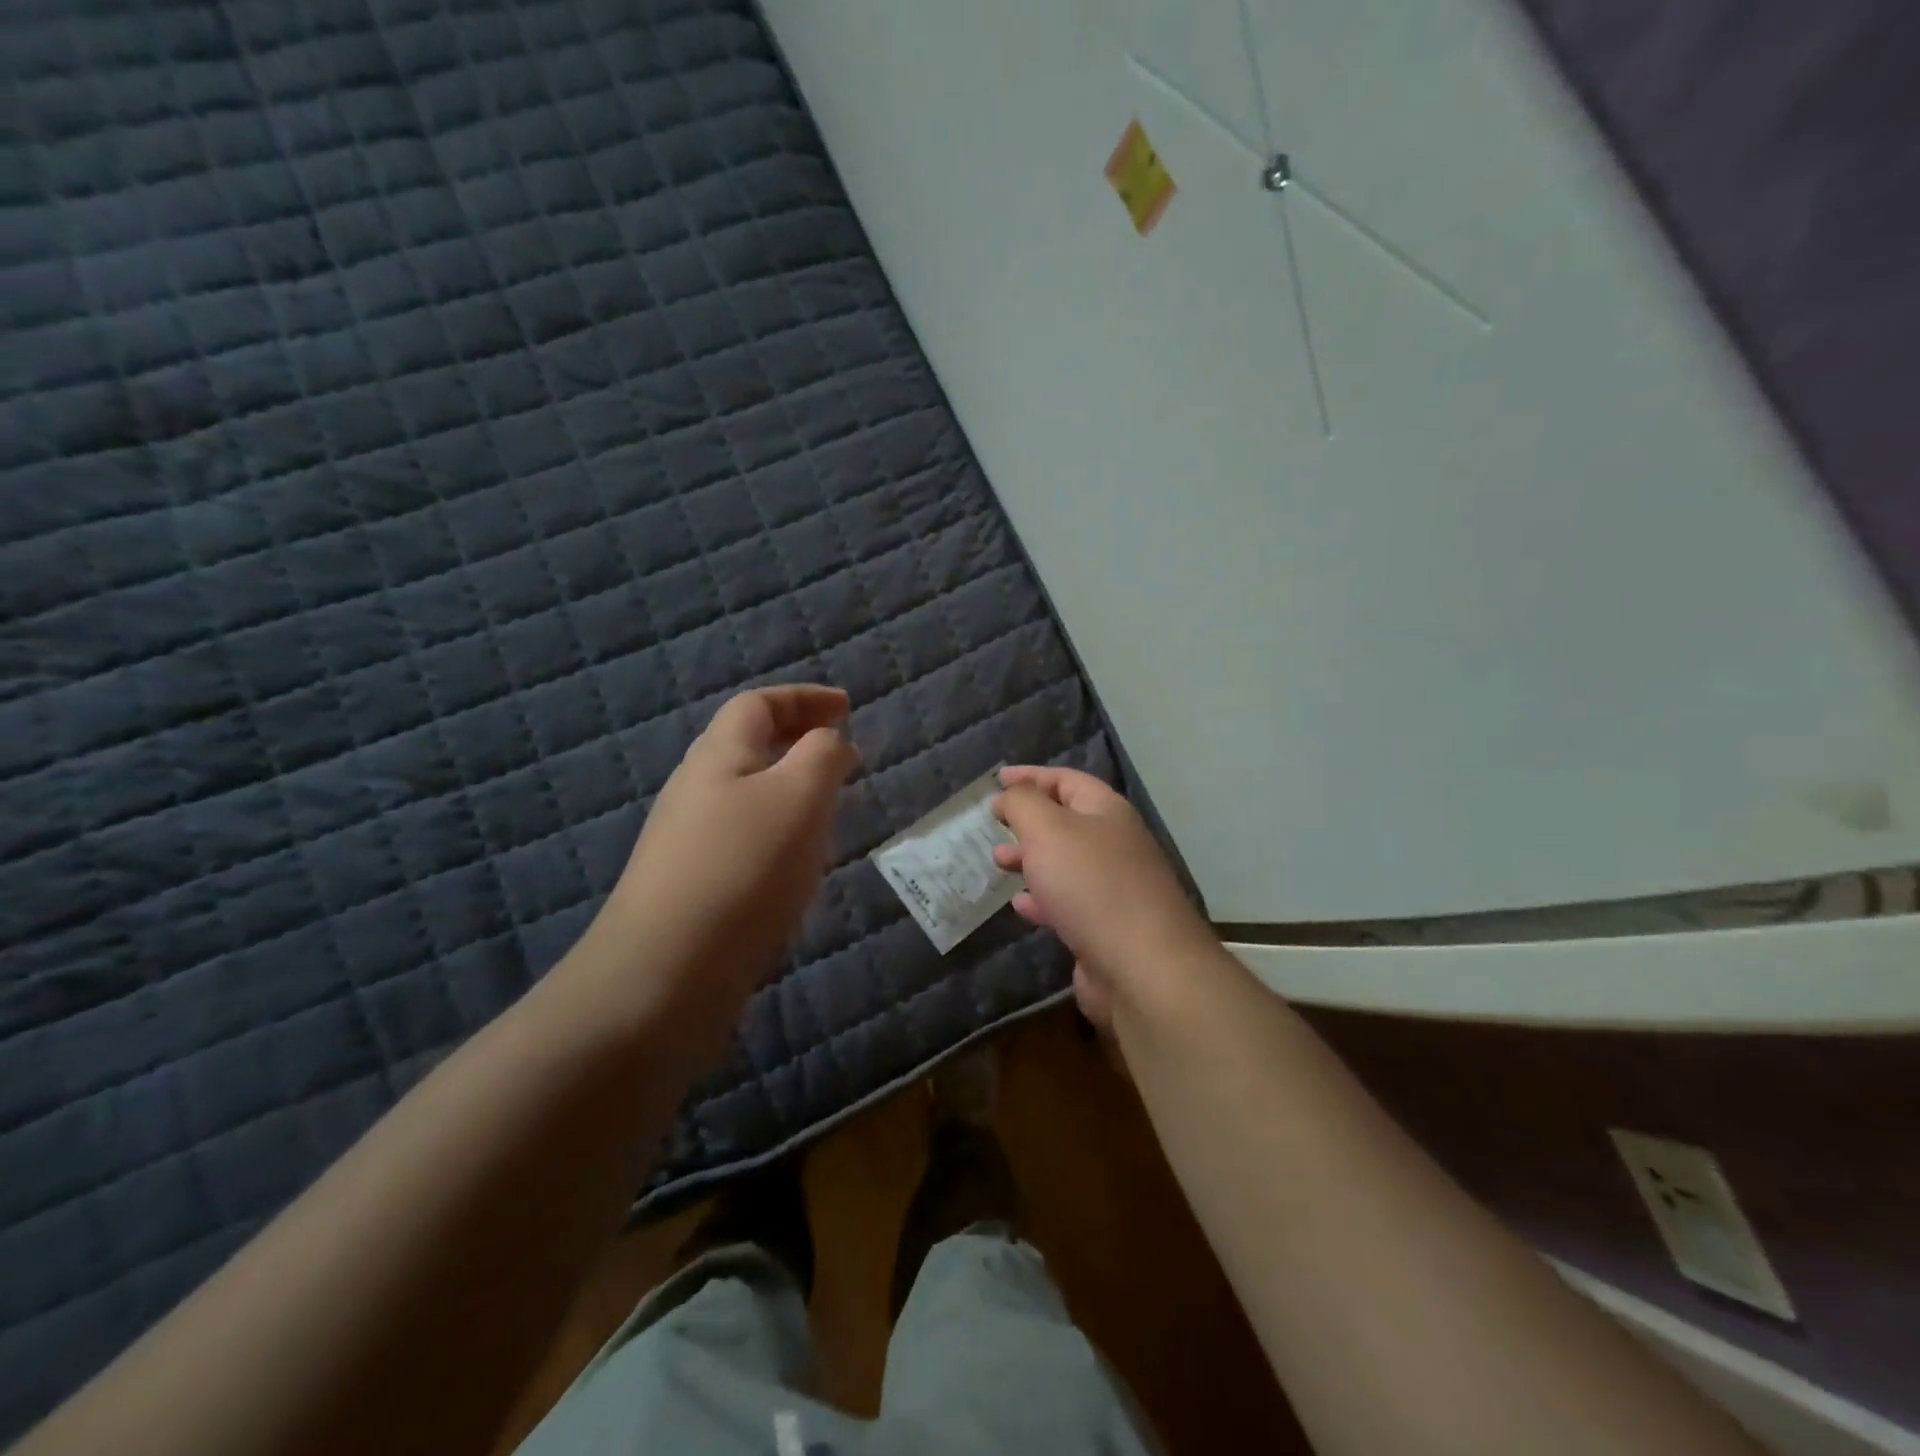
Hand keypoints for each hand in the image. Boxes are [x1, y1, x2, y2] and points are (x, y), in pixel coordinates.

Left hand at [594, 685, 857, 1012]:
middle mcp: (696, 791)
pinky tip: (799, 870)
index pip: (759, 704)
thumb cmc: (741, 871)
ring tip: (832, 813)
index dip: (805, 698)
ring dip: (792, 793)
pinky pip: (745, 841)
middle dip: (799, 743)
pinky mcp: (693, 887)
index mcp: (718, 757)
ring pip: (749, 797)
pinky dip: (780, 836)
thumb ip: (822, 756)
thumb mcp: (798, 798)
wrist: (664, 977)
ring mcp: (689, 842)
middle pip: (748, 748)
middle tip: (844, 760)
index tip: (849, 708)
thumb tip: (829, 741)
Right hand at [990, 766, 1215, 1029]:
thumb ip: (1023, 804)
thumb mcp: (1047, 830)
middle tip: (994, 825)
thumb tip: (1009, 795)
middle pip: (1067, 821)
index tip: (997, 780)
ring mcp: (1114, 888)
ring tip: (999, 862)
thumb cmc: (1091, 885)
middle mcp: (1116, 844)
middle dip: (1028, 820)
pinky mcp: (1107, 928)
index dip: (1031, 776)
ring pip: (1065, 863)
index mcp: (1108, 812)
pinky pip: (1068, 903)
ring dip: (1031, 859)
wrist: (1141, 967)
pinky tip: (1021, 905)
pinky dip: (1042, 899)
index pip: (1067, 780)